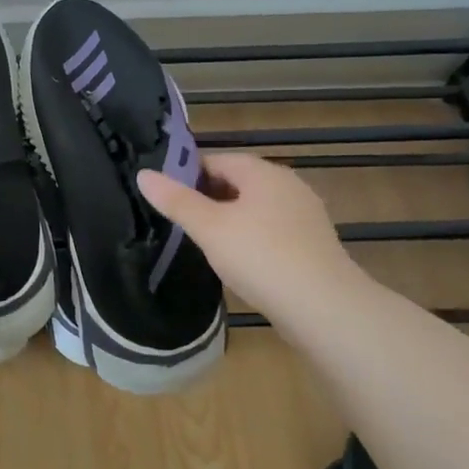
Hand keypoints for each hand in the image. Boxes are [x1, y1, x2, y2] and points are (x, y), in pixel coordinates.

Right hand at [136, 152, 369, 321]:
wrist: (324, 308)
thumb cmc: (261, 257)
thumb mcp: (209, 228)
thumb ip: (176, 200)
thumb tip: (143, 174)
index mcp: (263, 172)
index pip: (216, 160)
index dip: (188, 175)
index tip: (167, 198)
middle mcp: (288, 185)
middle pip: (238, 182)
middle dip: (209, 198)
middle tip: (181, 222)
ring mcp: (305, 215)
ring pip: (256, 208)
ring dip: (231, 220)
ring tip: (205, 244)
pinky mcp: (314, 244)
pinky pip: (273, 231)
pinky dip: (253, 239)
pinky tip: (240, 262)